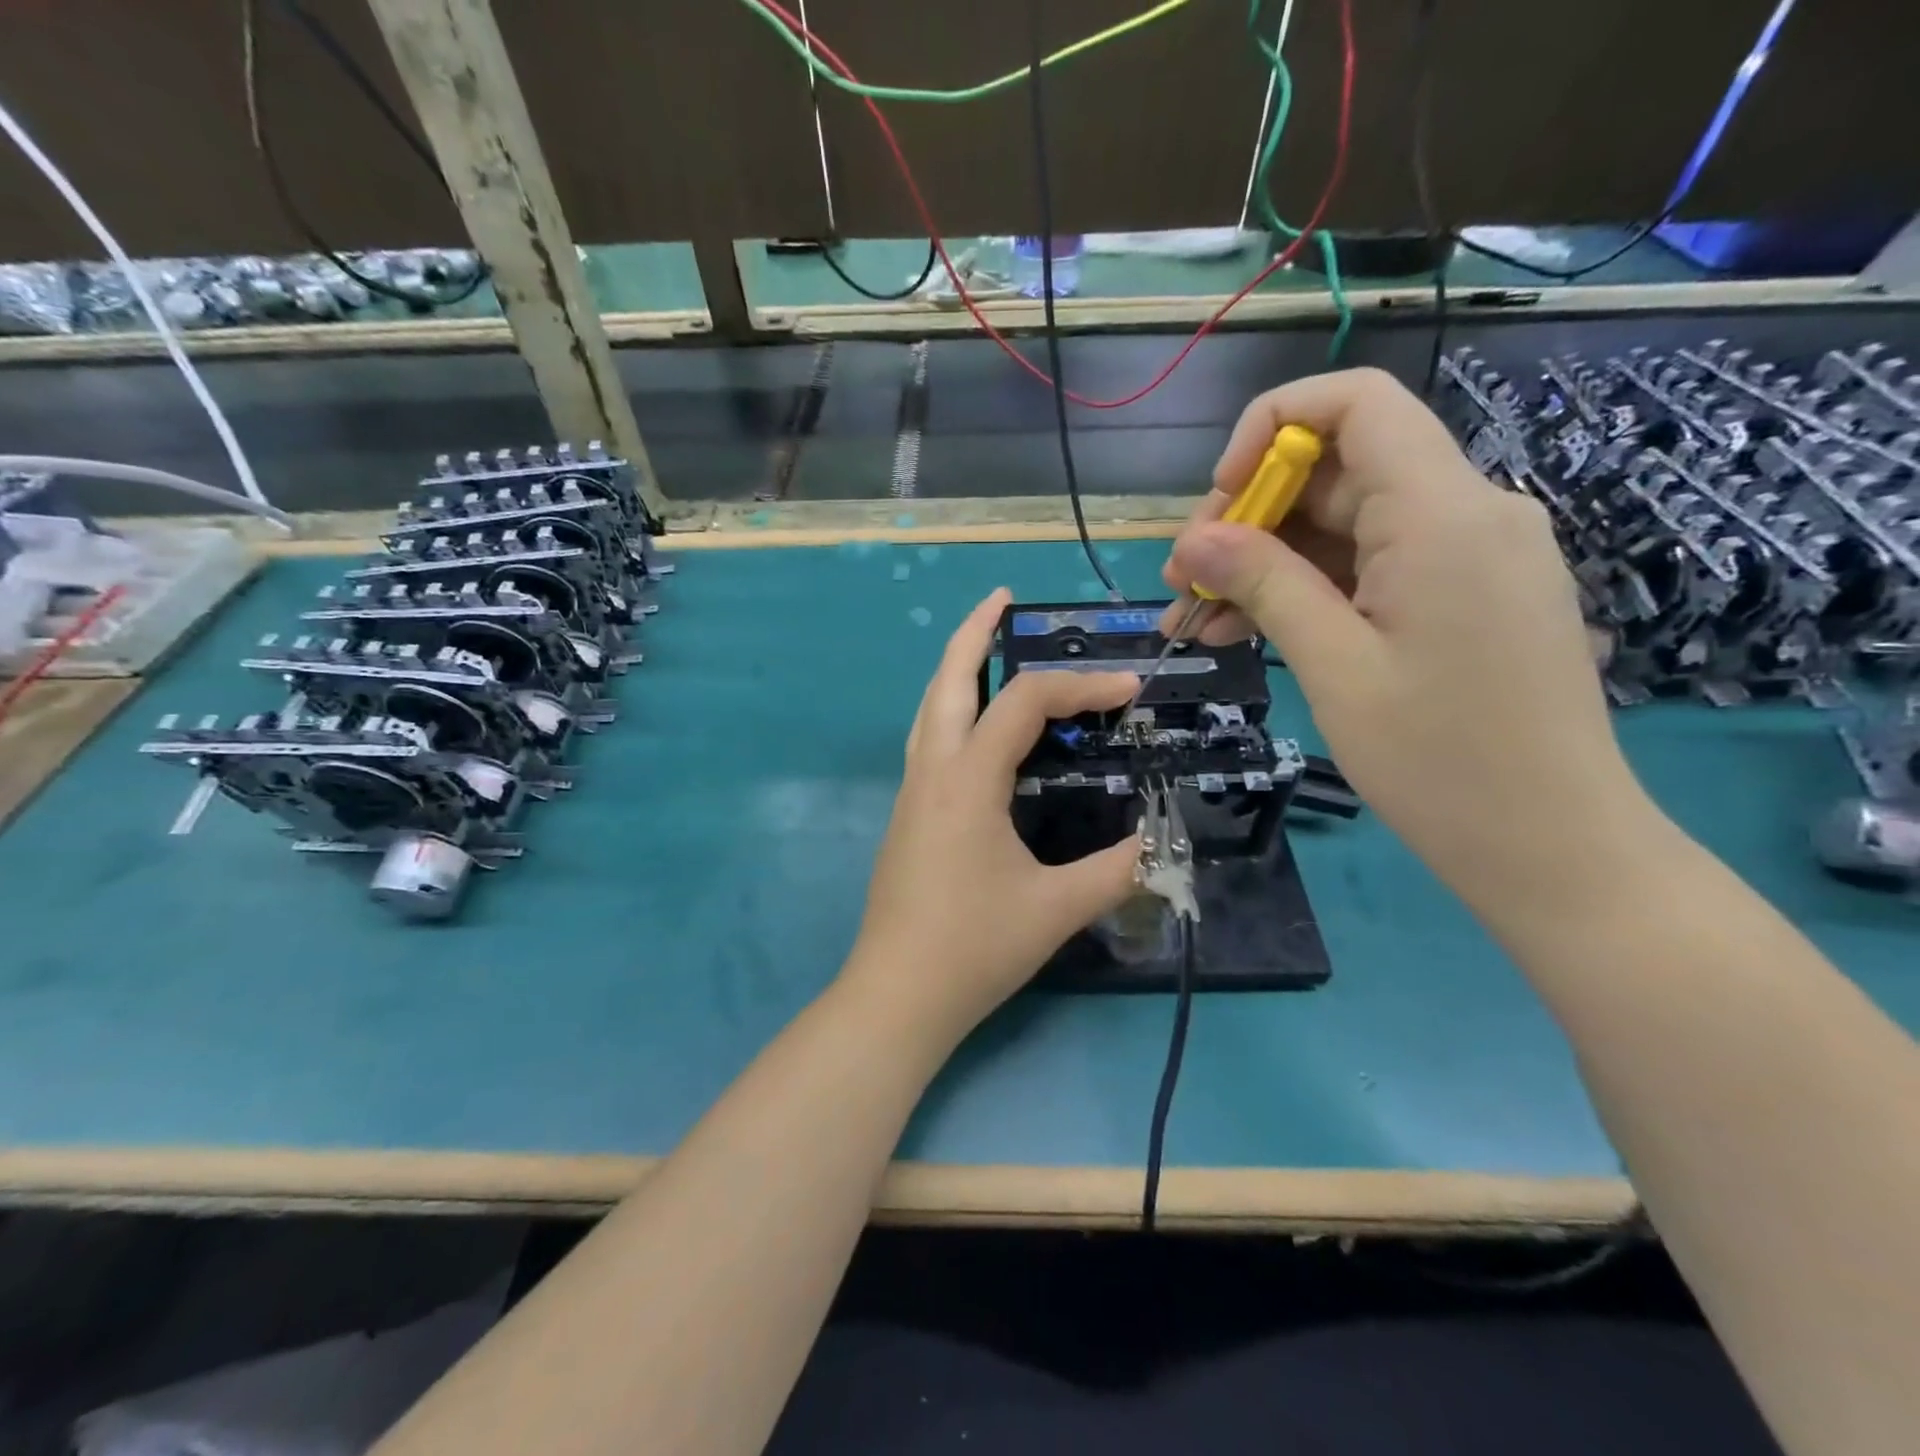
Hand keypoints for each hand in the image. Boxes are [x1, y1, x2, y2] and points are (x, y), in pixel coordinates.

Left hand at [844, 588, 1141, 1045]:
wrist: (896, 996)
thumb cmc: (975, 948)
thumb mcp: (1057, 908)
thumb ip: (1117, 868)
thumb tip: (1160, 841)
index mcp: (967, 781)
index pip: (1026, 704)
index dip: (1082, 686)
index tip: (1129, 690)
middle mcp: (932, 771)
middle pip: (948, 679)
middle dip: (974, 632)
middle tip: (1003, 598)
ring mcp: (911, 792)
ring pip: (930, 707)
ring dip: (957, 667)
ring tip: (985, 643)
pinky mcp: (907, 815)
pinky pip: (929, 739)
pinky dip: (952, 709)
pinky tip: (975, 726)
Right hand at [1161, 368, 1662, 914]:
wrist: (1551, 845)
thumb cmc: (1439, 760)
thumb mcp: (1334, 666)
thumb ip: (1264, 584)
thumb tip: (1192, 540)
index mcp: (1442, 513)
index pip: (1356, 403)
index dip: (1271, 427)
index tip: (1218, 498)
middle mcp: (1467, 512)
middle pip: (1339, 472)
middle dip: (1249, 518)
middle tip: (1183, 584)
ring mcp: (1469, 556)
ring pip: (1346, 528)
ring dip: (1267, 565)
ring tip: (1199, 621)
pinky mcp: (1465, 596)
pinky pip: (1373, 568)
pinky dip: (1308, 592)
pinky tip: (1250, 633)